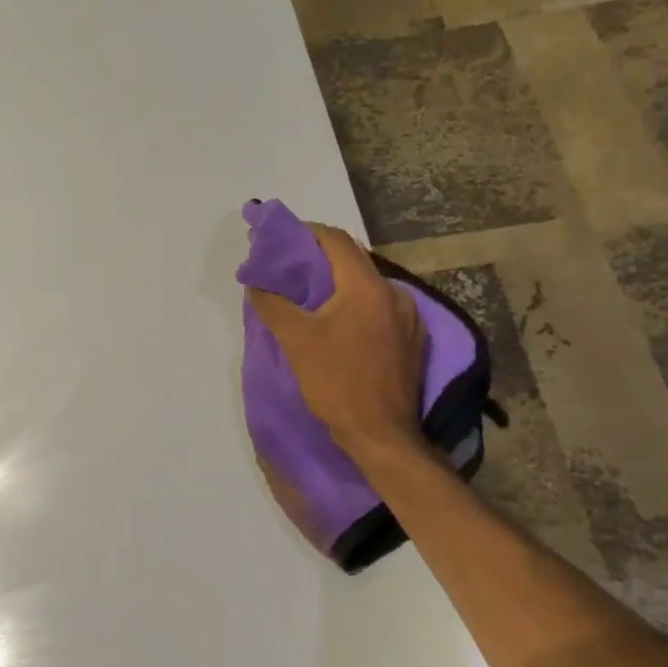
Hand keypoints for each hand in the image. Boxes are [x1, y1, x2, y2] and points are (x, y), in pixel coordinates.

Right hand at [247, 224, 427, 458]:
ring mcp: (409, 318)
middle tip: (290, 267)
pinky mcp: (412, 340)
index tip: (282, 240)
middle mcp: (394, 294)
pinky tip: (339, 322)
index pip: (337, 241)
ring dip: (339, 284)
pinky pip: (380, 308)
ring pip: (368, 286)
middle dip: (321, 259)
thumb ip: (273, 304)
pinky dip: (356, 305)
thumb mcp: (296, 340)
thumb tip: (255, 282)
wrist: (381, 433)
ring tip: (310, 295)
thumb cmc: (336, 381)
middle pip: (354, 261)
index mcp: (367, 287)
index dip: (308, 233)